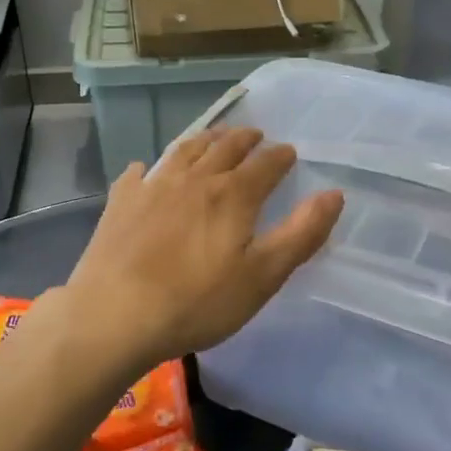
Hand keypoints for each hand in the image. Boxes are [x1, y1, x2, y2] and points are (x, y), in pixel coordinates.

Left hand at [57, 127, 344, 371]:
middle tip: (255, 135)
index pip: (265, 164)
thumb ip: (302, 233)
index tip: (288, 153)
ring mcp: (153, 187)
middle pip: (224, 148)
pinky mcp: (121, 203)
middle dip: (244, 139)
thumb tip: (334, 194)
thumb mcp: (263, 276)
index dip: (280, 156)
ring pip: (184, 151)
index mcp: (233, 195)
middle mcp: (194, 179)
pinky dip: (150, 167)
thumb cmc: (198, 302)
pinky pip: (139, 174)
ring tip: (214, 137)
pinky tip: (147, 170)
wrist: (115, 315)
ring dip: (204, 140)